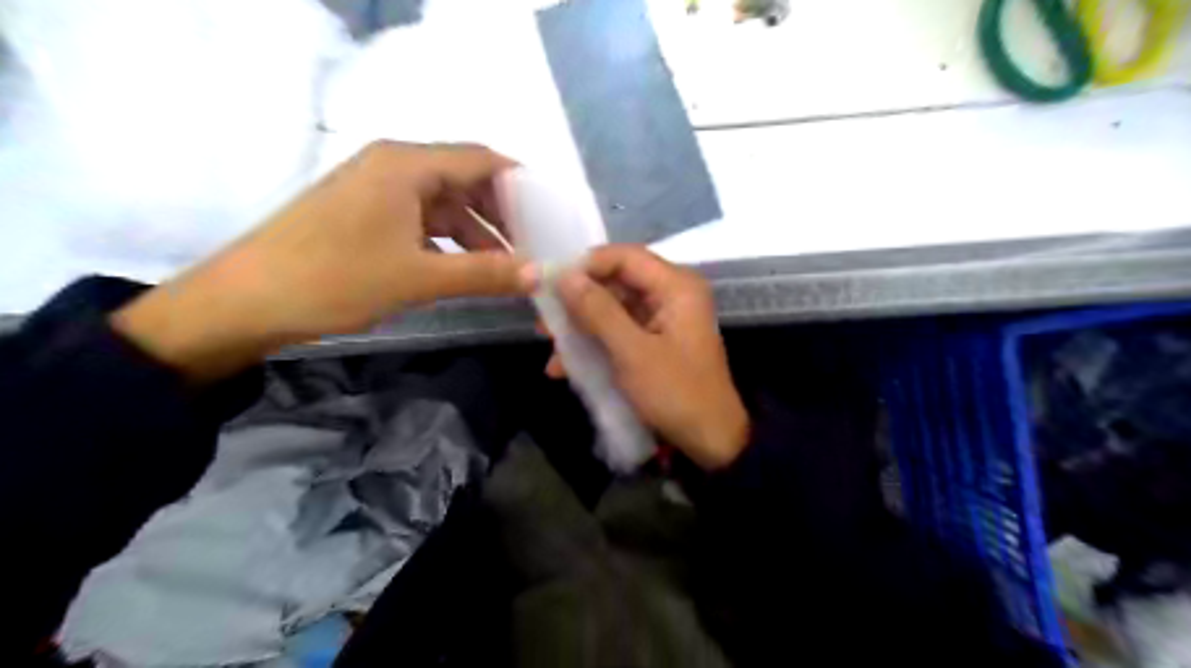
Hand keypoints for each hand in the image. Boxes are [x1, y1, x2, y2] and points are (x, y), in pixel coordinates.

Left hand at [113, 141, 520, 381]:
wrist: (244, 302)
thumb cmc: (334, 279)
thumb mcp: (419, 278)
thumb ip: (484, 273)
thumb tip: (539, 274)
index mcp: (406, 164)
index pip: (482, 160)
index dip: (521, 187)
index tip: (549, 219)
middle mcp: (394, 165)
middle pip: (465, 179)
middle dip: (501, 214)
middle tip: (532, 248)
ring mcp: (376, 189)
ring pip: (444, 203)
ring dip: (476, 232)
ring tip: (504, 267)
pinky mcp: (365, 213)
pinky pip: (421, 218)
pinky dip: (448, 241)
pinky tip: (464, 269)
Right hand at [545, 243, 745, 467]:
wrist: (711, 440)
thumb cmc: (675, 392)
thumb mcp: (632, 352)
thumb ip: (597, 311)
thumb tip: (564, 276)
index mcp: (676, 286)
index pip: (624, 256)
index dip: (586, 265)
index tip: (551, 284)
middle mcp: (672, 294)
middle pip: (617, 282)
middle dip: (579, 302)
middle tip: (546, 321)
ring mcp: (665, 318)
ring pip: (614, 309)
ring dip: (583, 327)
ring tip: (553, 348)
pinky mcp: (657, 341)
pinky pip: (621, 332)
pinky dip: (597, 345)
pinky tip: (568, 367)